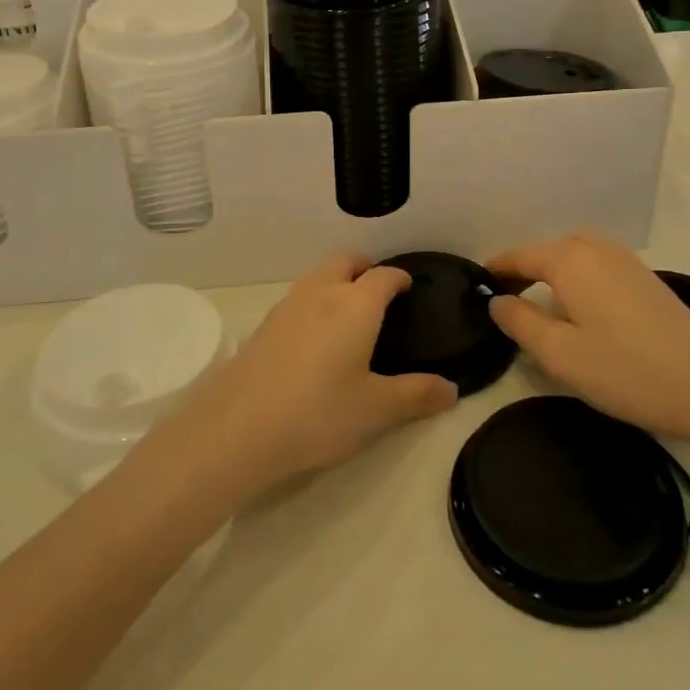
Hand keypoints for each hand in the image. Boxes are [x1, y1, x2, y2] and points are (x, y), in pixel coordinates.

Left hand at [151, 253, 458, 501]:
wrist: (237, 429)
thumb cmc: (318, 413)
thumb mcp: (376, 410)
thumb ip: (416, 395)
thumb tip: (452, 389)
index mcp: (355, 305)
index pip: (383, 276)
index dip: (399, 278)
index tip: (408, 287)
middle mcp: (321, 294)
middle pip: (344, 260)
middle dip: (364, 267)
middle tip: (378, 291)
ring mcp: (286, 306)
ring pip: (316, 276)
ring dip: (335, 282)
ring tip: (348, 314)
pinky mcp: (263, 326)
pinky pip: (296, 299)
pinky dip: (313, 303)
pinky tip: (313, 339)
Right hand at [487, 231, 689, 447]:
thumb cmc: (626, 370)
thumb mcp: (560, 354)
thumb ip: (520, 322)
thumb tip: (497, 301)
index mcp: (570, 259)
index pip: (520, 256)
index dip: (497, 269)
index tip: (477, 284)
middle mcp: (597, 248)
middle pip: (548, 249)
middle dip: (524, 268)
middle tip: (505, 299)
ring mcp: (626, 260)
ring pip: (575, 254)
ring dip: (552, 271)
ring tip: (539, 301)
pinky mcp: (647, 278)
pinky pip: (598, 264)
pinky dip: (578, 275)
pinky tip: (581, 306)